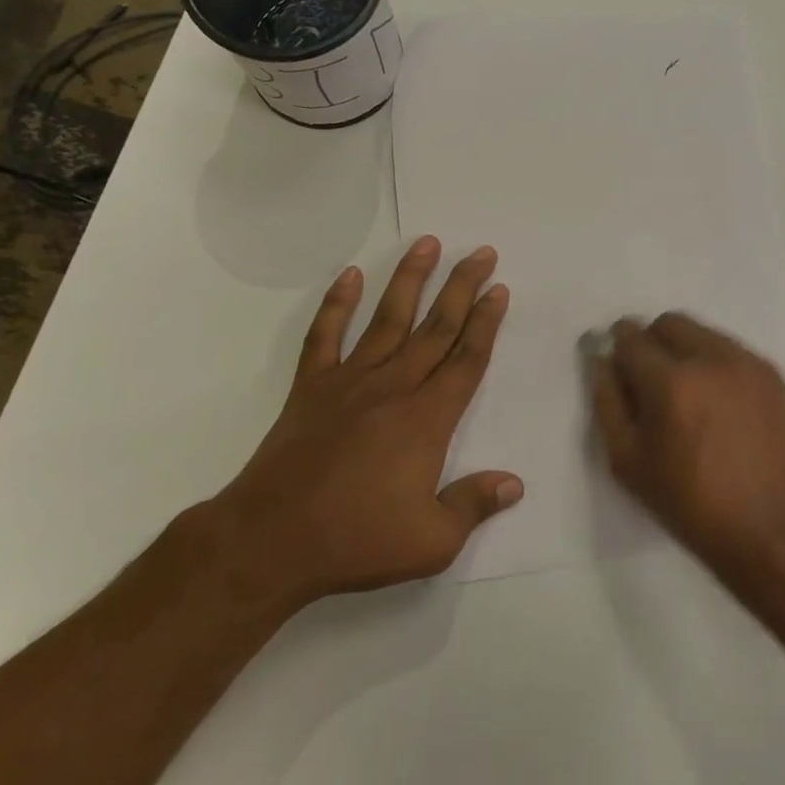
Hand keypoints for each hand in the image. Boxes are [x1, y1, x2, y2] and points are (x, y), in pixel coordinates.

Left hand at [205, 236, 522, 611]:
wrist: (270, 541)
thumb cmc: (357, 541)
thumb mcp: (432, 541)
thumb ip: (474, 505)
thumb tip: (514, 483)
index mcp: (428, 419)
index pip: (467, 359)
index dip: (486, 322)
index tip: (499, 289)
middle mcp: (394, 387)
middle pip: (436, 327)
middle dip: (462, 286)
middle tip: (481, 253)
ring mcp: (349, 381)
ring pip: (388, 318)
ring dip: (410, 279)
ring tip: (428, 243)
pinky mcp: (311, 387)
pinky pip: (325, 335)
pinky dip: (336, 303)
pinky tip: (349, 275)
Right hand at [589, 313, 784, 591]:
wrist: (774, 530)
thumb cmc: (691, 505)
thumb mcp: (628, 463)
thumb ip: (607, 403)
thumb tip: (601, 362)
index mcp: (669, 382)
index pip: (630, 337)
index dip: (617, 350)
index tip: (618, 369)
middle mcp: (710, 359)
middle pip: (668, 323)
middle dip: (651, 342)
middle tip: (651, 384)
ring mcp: (746, 363)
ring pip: (702, 333)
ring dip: (684, 351)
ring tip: (688, 397)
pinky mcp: (772, 374)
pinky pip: (730, 350)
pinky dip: (714, 364)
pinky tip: (718, 405)